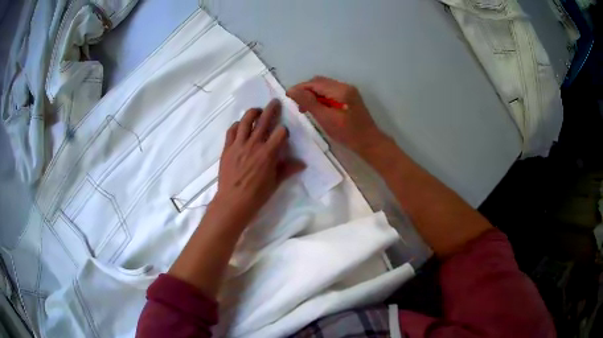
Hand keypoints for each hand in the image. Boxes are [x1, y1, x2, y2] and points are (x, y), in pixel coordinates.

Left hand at [211, 99, 305, 228]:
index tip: (284, 133)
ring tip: (257, 110)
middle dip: (271, 109)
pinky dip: (236, 125)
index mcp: (268, 153)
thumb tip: (302, 163)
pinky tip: (240, 125)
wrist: (233, 201)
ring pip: (245, 121)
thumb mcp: (275, 182)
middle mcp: (254, 144)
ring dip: (253, 112)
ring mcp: (239, 144)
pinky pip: (231, 130)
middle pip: (264, 120)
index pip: (280, 132)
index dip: (284, 130)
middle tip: (275, 102)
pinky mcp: (227, 148)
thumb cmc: (257, 194)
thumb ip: (287, 169)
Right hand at [287, 76, 384, 152]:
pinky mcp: (349, 98)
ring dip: (313, 94)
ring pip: (324, 87)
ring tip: (305, 108)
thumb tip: (292, 90)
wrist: (369, 143)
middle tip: (296, 104)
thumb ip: (309, 103)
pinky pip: (330, 93)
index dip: (300, 88)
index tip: (288, 97)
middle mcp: (345, 86)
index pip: (315, 83)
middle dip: (306, 90)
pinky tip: (317, 109)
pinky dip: (321, 98)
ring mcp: (348, 91)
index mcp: (341, 90)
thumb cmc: (348, 133)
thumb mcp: (326, 119)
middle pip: (320, 82)